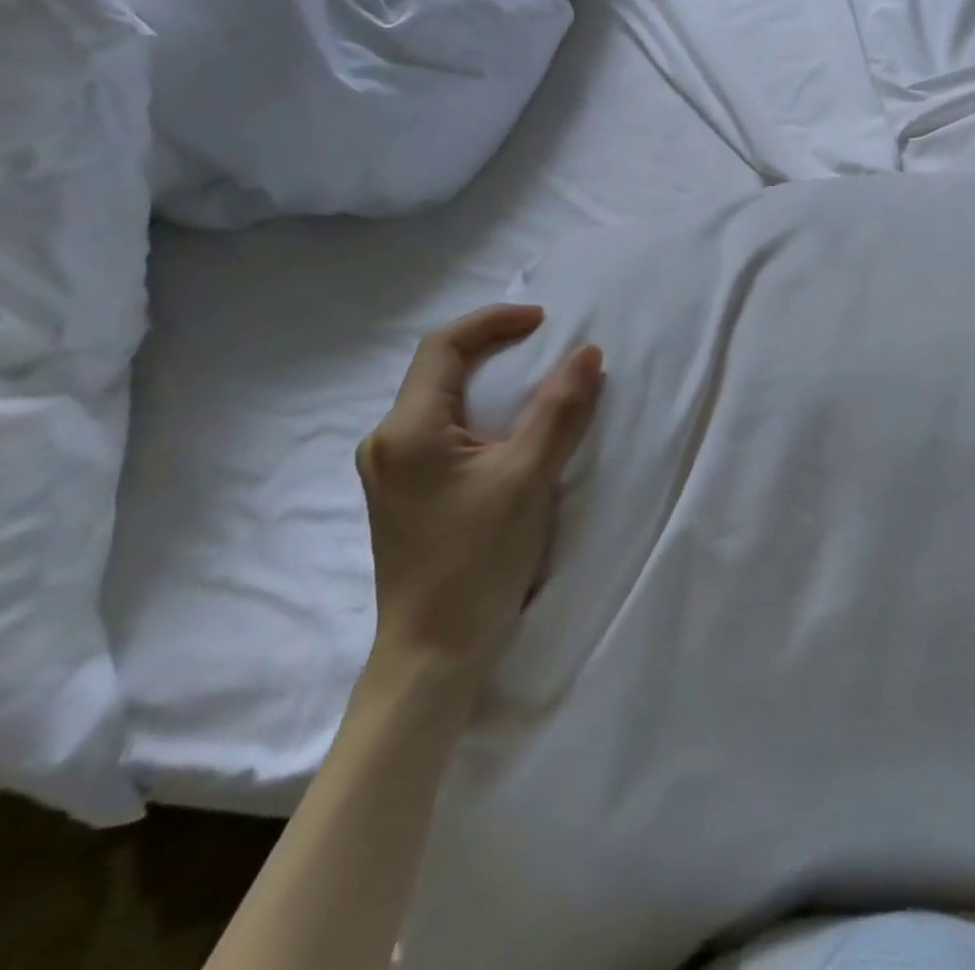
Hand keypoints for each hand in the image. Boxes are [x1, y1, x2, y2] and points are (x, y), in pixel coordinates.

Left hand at [356, 304, 603, 674]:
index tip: (545, 321)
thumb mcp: (529, 476)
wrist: (433, 652)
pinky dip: (481, 414)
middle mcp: (387, 442)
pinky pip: (443, 431)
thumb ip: (559, 410)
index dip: (495, 322)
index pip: (445, 347)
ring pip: (441, 402)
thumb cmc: (478, 559)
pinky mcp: (405, 493)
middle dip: (494, 347)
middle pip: (439, 371)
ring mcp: (391, 471)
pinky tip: (510, 430)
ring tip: (537, 381)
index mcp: (408, 429)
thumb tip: (587, 353)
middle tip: (546, 346)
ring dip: (489, 382)